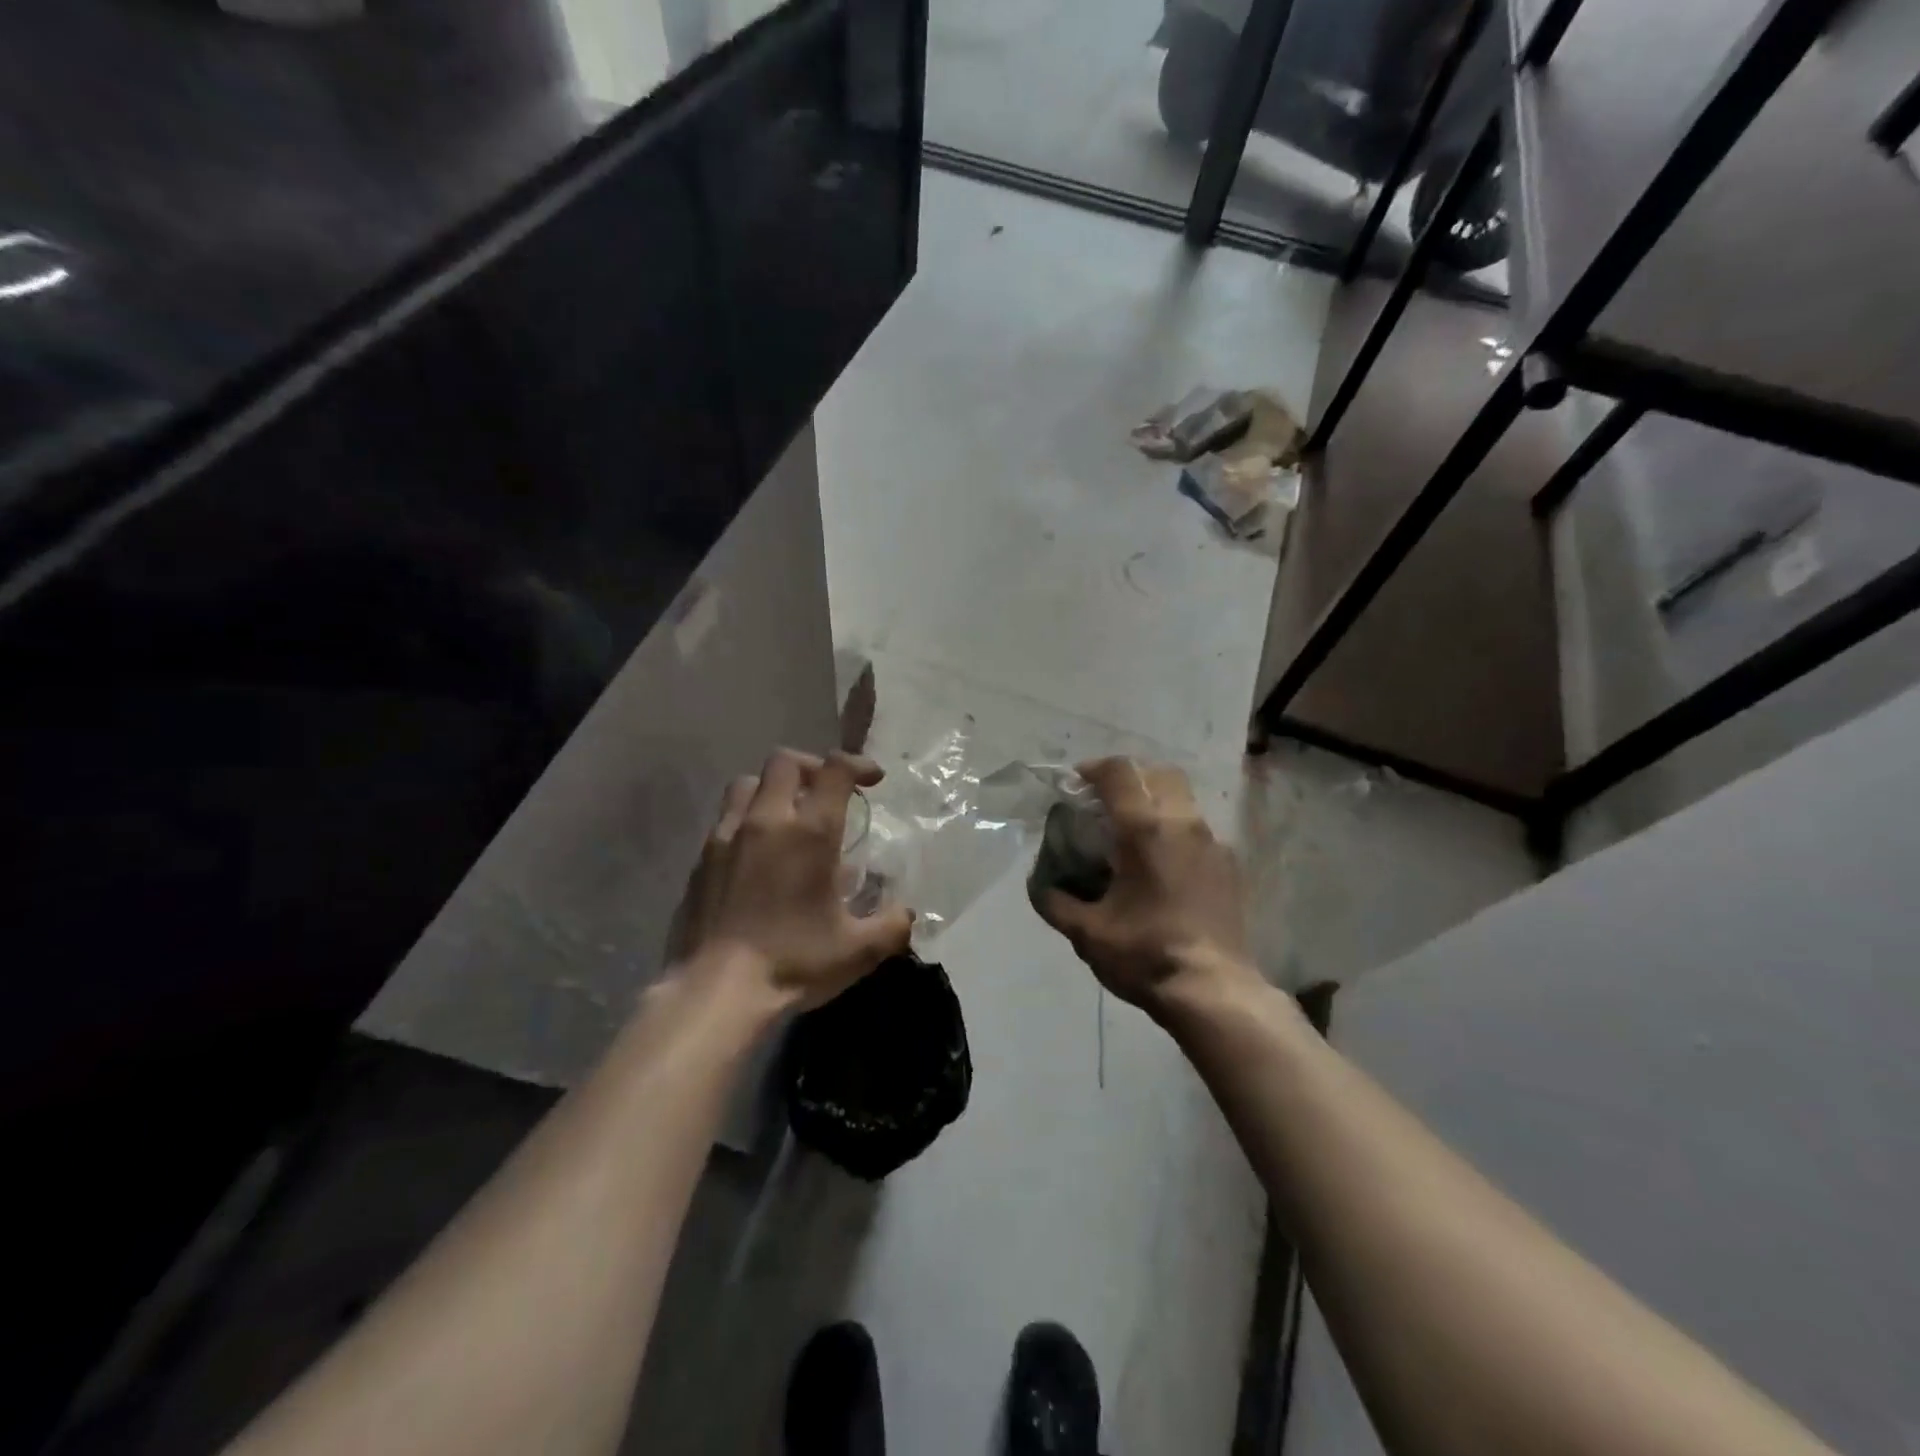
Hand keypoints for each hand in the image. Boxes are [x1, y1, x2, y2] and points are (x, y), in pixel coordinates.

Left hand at [667, 748, 912, 1009]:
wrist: (715, 991)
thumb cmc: (793, 962)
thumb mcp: (859, 951)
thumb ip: (892, 925)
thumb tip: (905, 912)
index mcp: (810, 832)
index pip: (835, 769)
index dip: (858, 764)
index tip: (873, 780)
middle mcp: (766, 821)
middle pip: (785, 762)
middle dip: (812, 767)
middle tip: (827, 792)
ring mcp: (726, 836)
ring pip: (747, 783)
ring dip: (772, 788)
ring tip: (788, 815)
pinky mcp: (700, 859)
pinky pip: (725, 819)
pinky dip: (747, 820)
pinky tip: (757, 854)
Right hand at [1035, 757, 1255, 1017]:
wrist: (1215, 992)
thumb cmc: (1146, 955)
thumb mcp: (1087, 933)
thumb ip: (1055, 901)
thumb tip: (1040, 885)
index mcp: (1145, 829)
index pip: (1119, 773)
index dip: (1093, 769)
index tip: (1076, 784)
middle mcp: (1184, 823)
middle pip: (1158, 773)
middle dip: (1129, 777)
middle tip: (1104, 802)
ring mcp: (1213, 843)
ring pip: (1182, 799)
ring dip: (1154, 802)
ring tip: (1131, 835)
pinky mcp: (1229, 865)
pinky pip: (1197, 829)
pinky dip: (1174, 829)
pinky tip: (1161, 866)